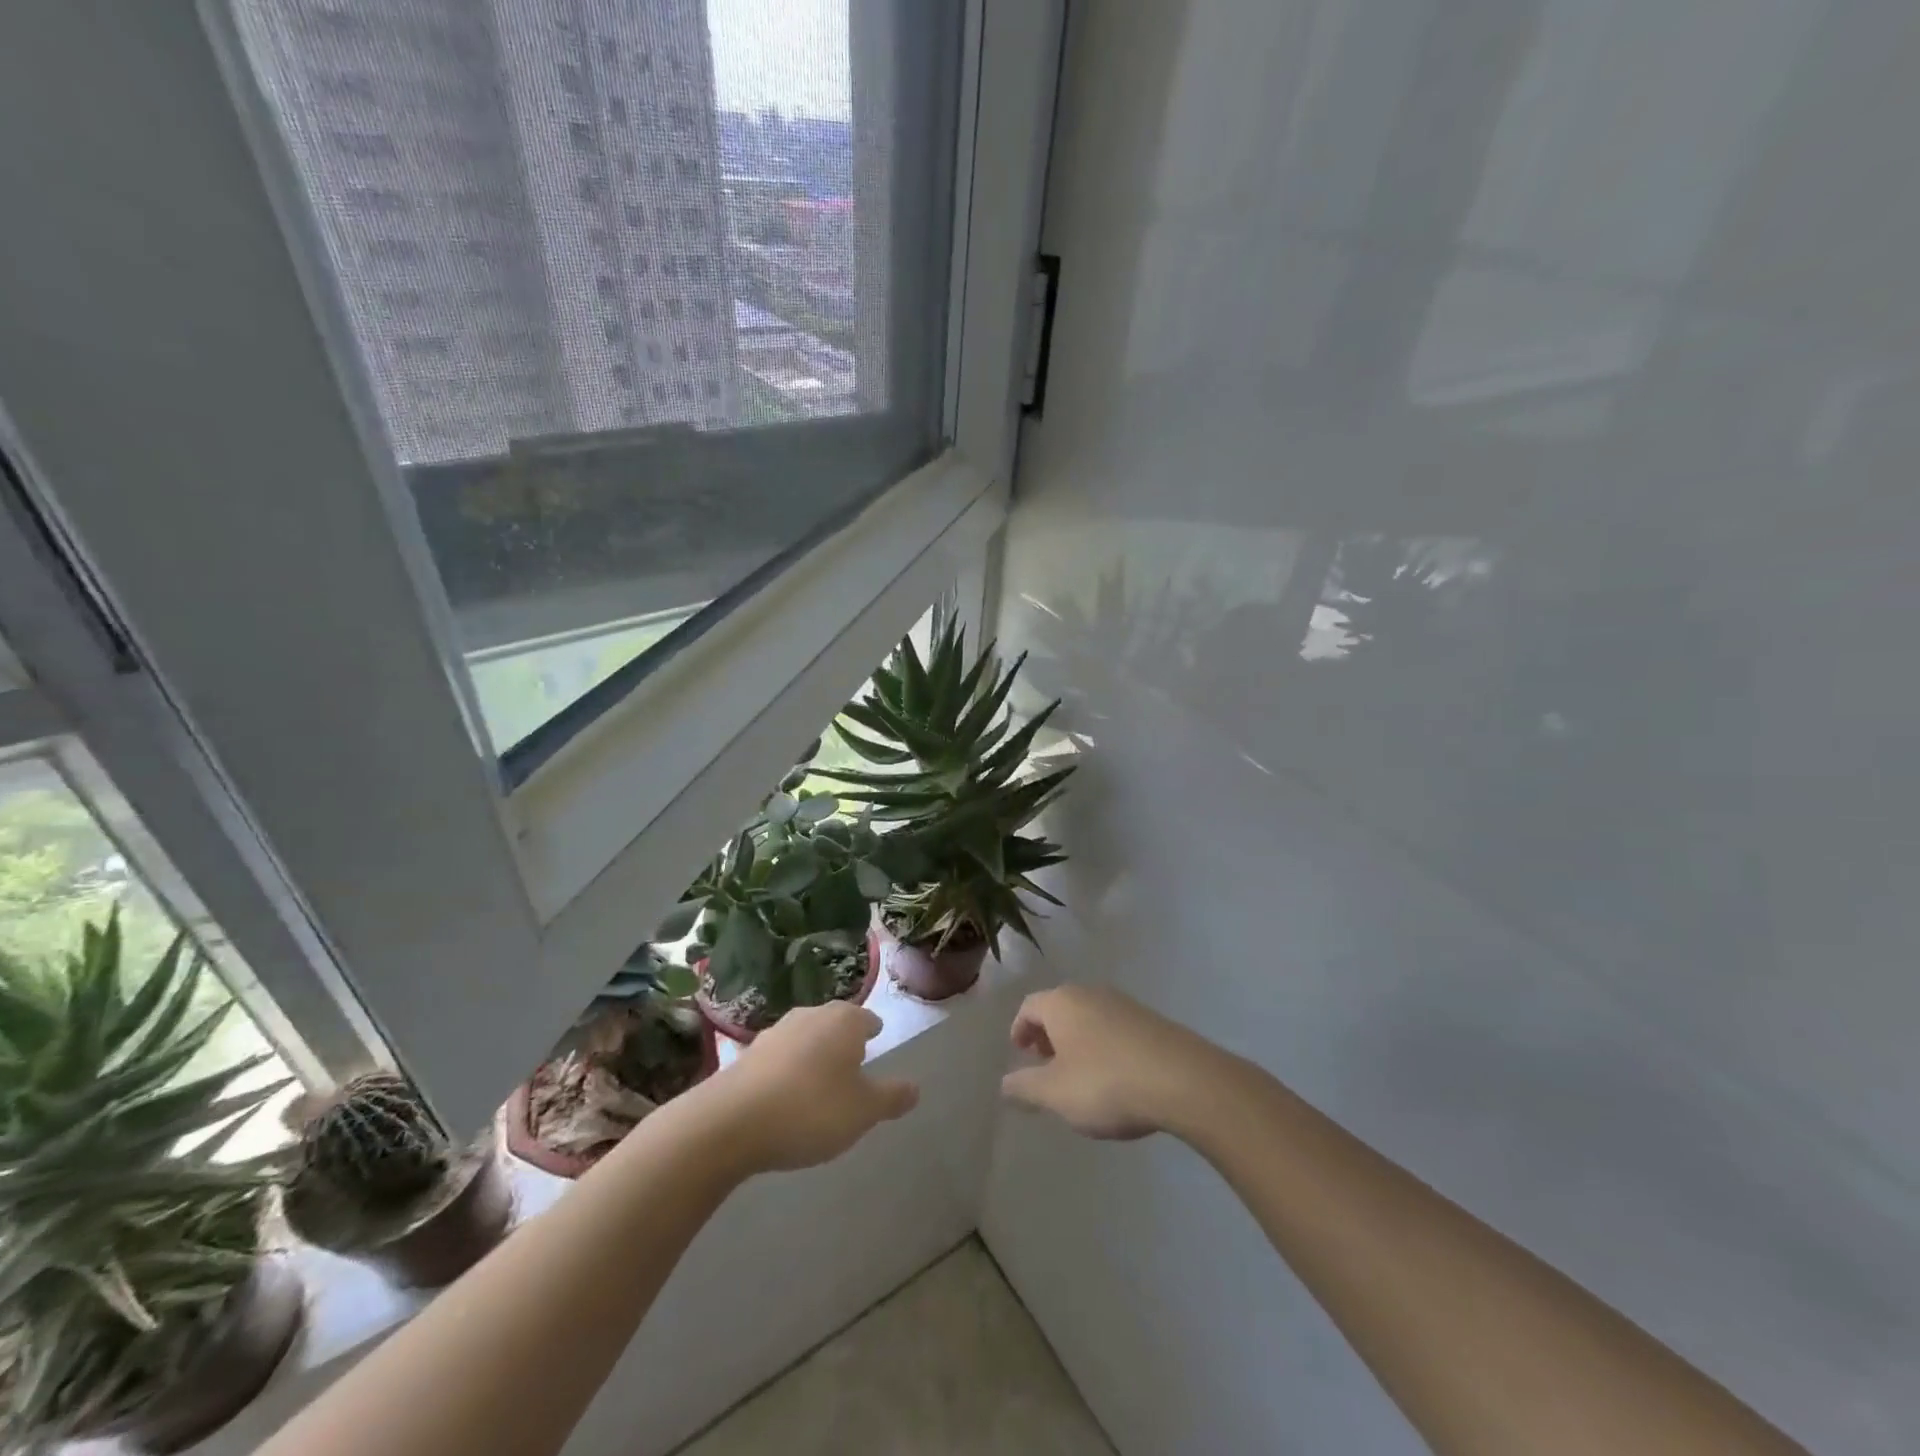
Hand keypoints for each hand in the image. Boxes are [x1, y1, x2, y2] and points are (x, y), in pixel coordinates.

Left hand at [704, 1001, 919, 1172]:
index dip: (873, 1032)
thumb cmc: (811, 1109)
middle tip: (852, 1063)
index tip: (876, 1041)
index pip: (867, 1019)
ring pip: (805, 1038)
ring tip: (819, 1081)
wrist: (731, 1121)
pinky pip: (778, 1058)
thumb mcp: (863, 1111)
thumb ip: (891, 1097)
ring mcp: (775, 1032)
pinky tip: (785, 1095)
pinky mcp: (746, 1054)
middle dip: (843, 1040)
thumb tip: (916, 1087)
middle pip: (834, 1023)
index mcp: (845, 1020)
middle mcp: (811, 1015)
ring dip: (813, 1054)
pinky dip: (787, 1071)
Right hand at [1001, 985, 1226, 1139]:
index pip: (1029, 1006)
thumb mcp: (1055, 1093)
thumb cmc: (1106, 1083)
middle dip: (1048, 1034)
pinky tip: (1113, 1075)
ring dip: (1076, 1040)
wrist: (1182, 1080)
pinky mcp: (1150, 1020)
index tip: (1019, 1053)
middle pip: (1059, 1007)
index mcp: (1062, 1003)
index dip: (1019, 1029)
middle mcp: (1090, 993)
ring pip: (1088, 1016)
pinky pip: (1114, 1027)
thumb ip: (1025, 1088)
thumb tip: (1003, 1084)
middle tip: (1045, 1063)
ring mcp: (1124, 1003)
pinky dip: (1102, 1045)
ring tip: (1078, 1074)